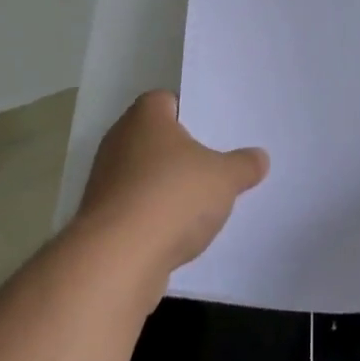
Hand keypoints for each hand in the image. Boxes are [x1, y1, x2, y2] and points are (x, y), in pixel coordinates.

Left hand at [75, 91, 268, 280]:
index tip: (212, 132)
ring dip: (164, 188)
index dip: (189, 113)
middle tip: (212, 166)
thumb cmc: (173, 197)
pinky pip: (133, 208)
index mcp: (146, 117)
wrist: (118, 259)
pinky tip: (175, 234)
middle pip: (154, 139)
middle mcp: (119, 141)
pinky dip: (152, 217)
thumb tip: (260, 157)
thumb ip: (243, 165)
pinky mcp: (99, 219)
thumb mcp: (224, 178)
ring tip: (198, 204)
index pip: (165, 101)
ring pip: (142, 175)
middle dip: (179, 153)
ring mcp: (104, 181)